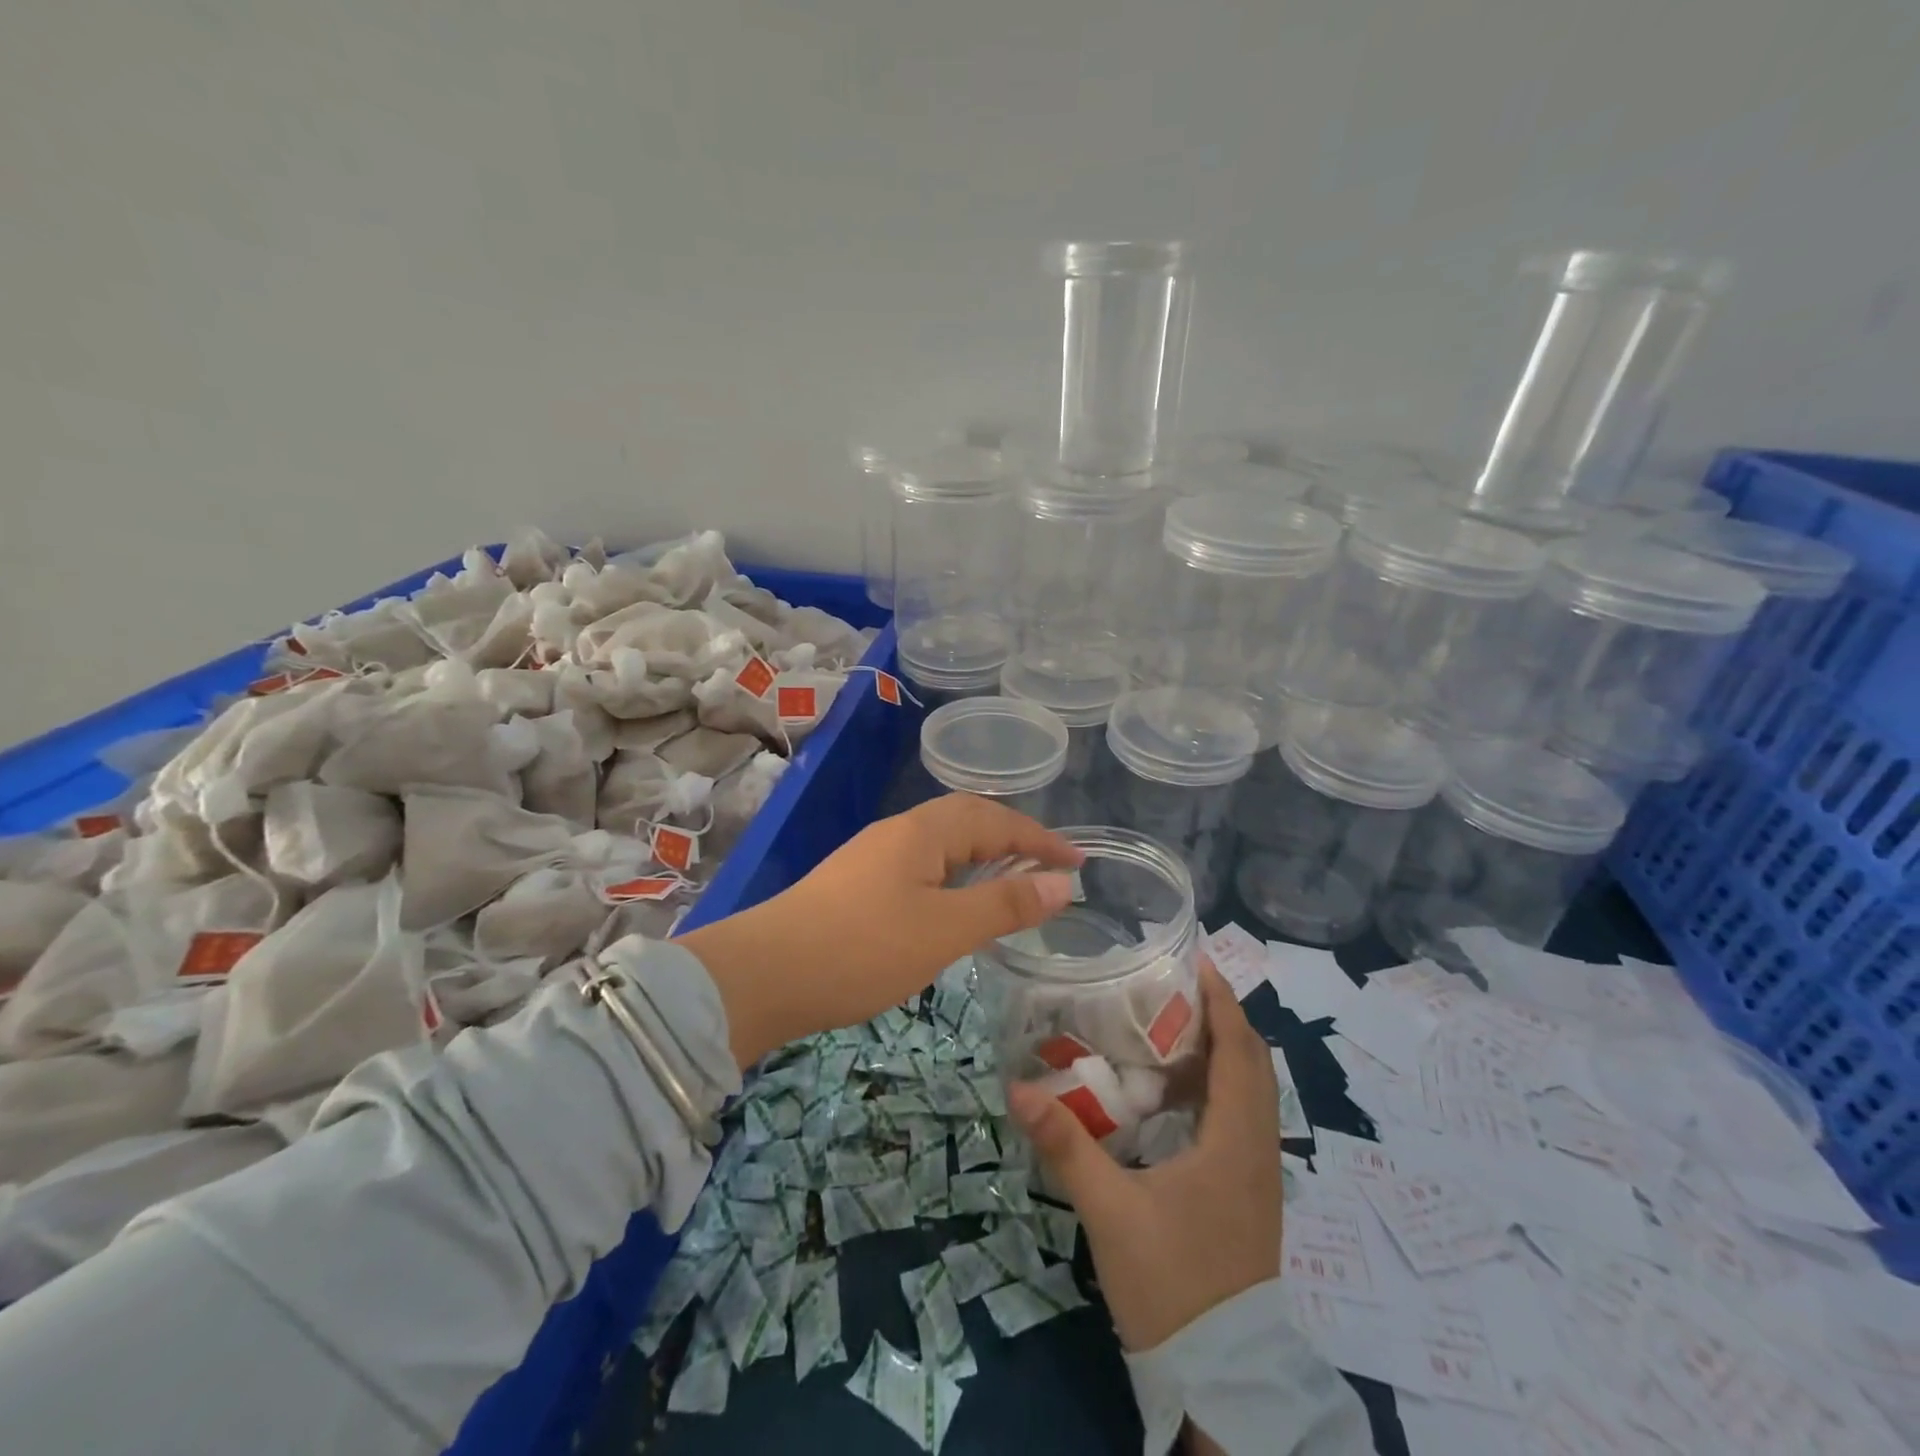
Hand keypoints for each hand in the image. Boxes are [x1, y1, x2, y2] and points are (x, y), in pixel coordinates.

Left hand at [677, 793, 1080, 1066]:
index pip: (994, 819)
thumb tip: (1061, 883)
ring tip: (1010, 884)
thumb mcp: (943, 930)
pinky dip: (953, 878)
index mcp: (922, 832)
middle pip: (966, 821)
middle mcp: (896, 833)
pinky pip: (921, 867)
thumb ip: (1004, 905)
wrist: (763, 976)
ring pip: (940, 846)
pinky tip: (952, 907)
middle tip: (1047, 867)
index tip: (1078, 861)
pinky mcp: (855, 886)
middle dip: (1012, 839)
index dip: (1040, 837)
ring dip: (981, 858)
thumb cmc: (862, 949)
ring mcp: (871, 858)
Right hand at [1006, 965, 1280, 1351]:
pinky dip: (1219, 1087)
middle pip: (1252, 1064)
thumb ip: (1066, 1147)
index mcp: (1235, 1142)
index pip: (1240, 1052)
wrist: (1220, 1374)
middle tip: (1175, 987)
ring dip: (1223, 1051)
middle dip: (1222, 1017)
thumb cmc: (1171, 1284)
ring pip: (1251, 1092)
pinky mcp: (1249, 1194)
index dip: (1223, 1002)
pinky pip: (1242, 1118)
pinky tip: (1177, 1093)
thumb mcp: (1110, 1212)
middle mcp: (1257, 1149)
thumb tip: (1017, 1089)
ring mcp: (1258, 1174)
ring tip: (1173, 1025)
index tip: (1197, 962)